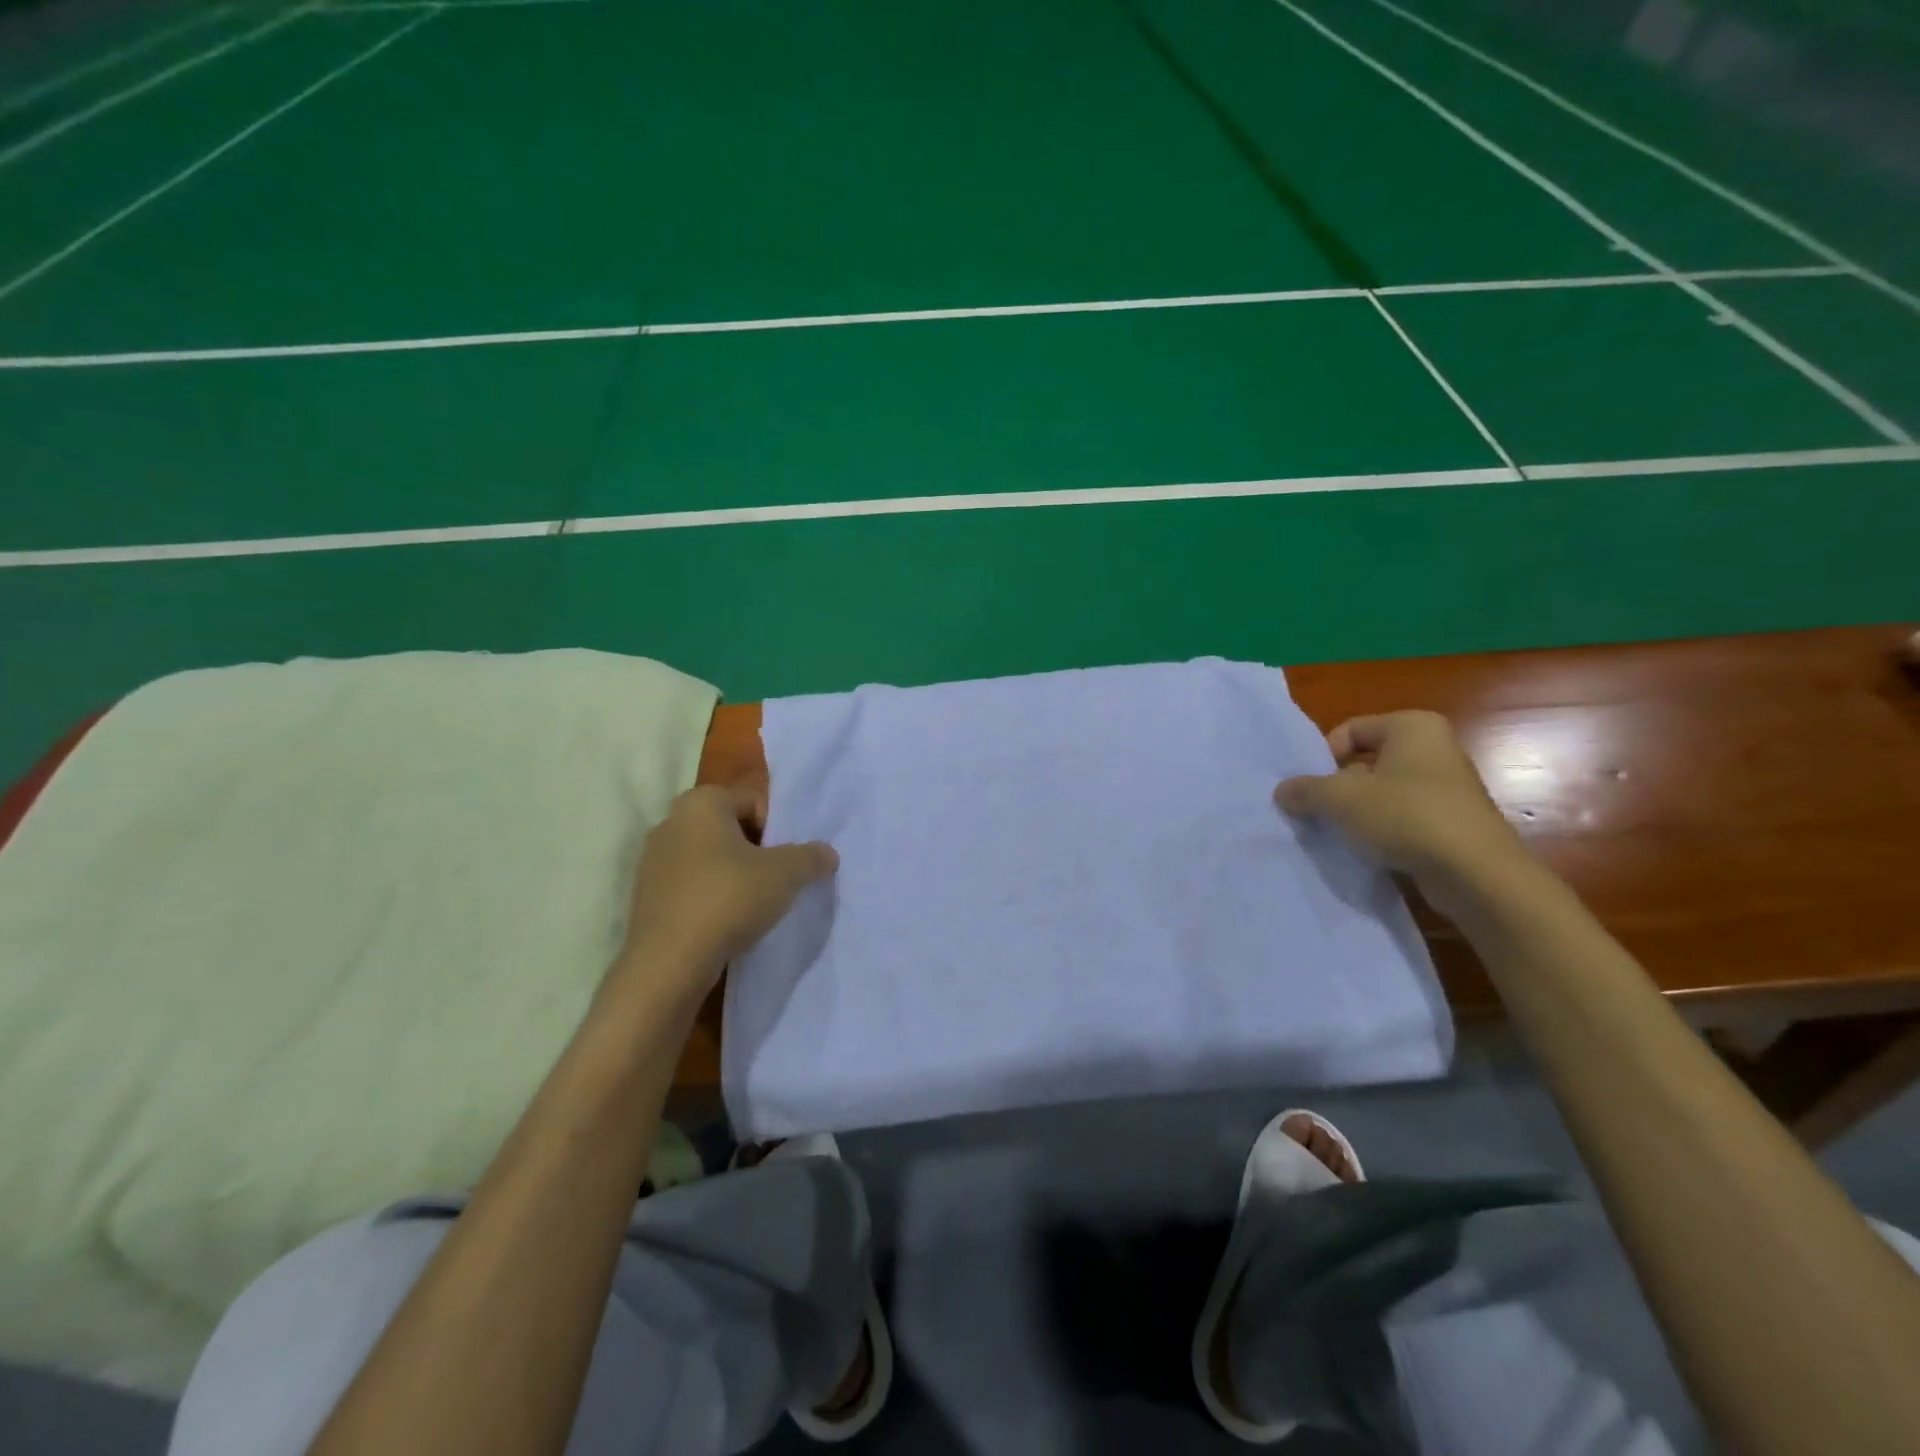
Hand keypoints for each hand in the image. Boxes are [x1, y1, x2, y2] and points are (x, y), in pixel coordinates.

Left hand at [613, 782, 836, 1000]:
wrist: (668, 963)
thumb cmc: (729, 899)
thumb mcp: (786, 874)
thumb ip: (811, 857)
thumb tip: (827, 854)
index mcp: (700, 802)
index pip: (753, 802)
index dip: (777, 831)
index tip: (786, 861)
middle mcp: (671, 821)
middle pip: (731, 829)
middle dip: (756, 851)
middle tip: (775, 881)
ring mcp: (653, 860)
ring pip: (710, 859)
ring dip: (733, 876)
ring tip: (752, 906)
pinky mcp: (646, 896)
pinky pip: (691, 886)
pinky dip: (711, 897)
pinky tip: (726, 922)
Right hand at [1274, 711, 1527, 897]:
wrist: (1476, 874)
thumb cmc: (1405, 816)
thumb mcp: (1339, 799)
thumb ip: (1305, 790)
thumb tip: (1283, 790)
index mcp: (1412, 727)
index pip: (1350, 731)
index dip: (1323, 758)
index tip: (1312, 788)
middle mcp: (1435, 748)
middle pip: (1365, 762)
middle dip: (1338, 788)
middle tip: (1318, 812)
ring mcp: (1449, 787)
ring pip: (1383, 793)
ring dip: (1358, 812)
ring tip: (1341, 835)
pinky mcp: (1454, 823)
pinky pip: (1404, 818)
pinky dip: (1383, 831)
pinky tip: (1370, 852)